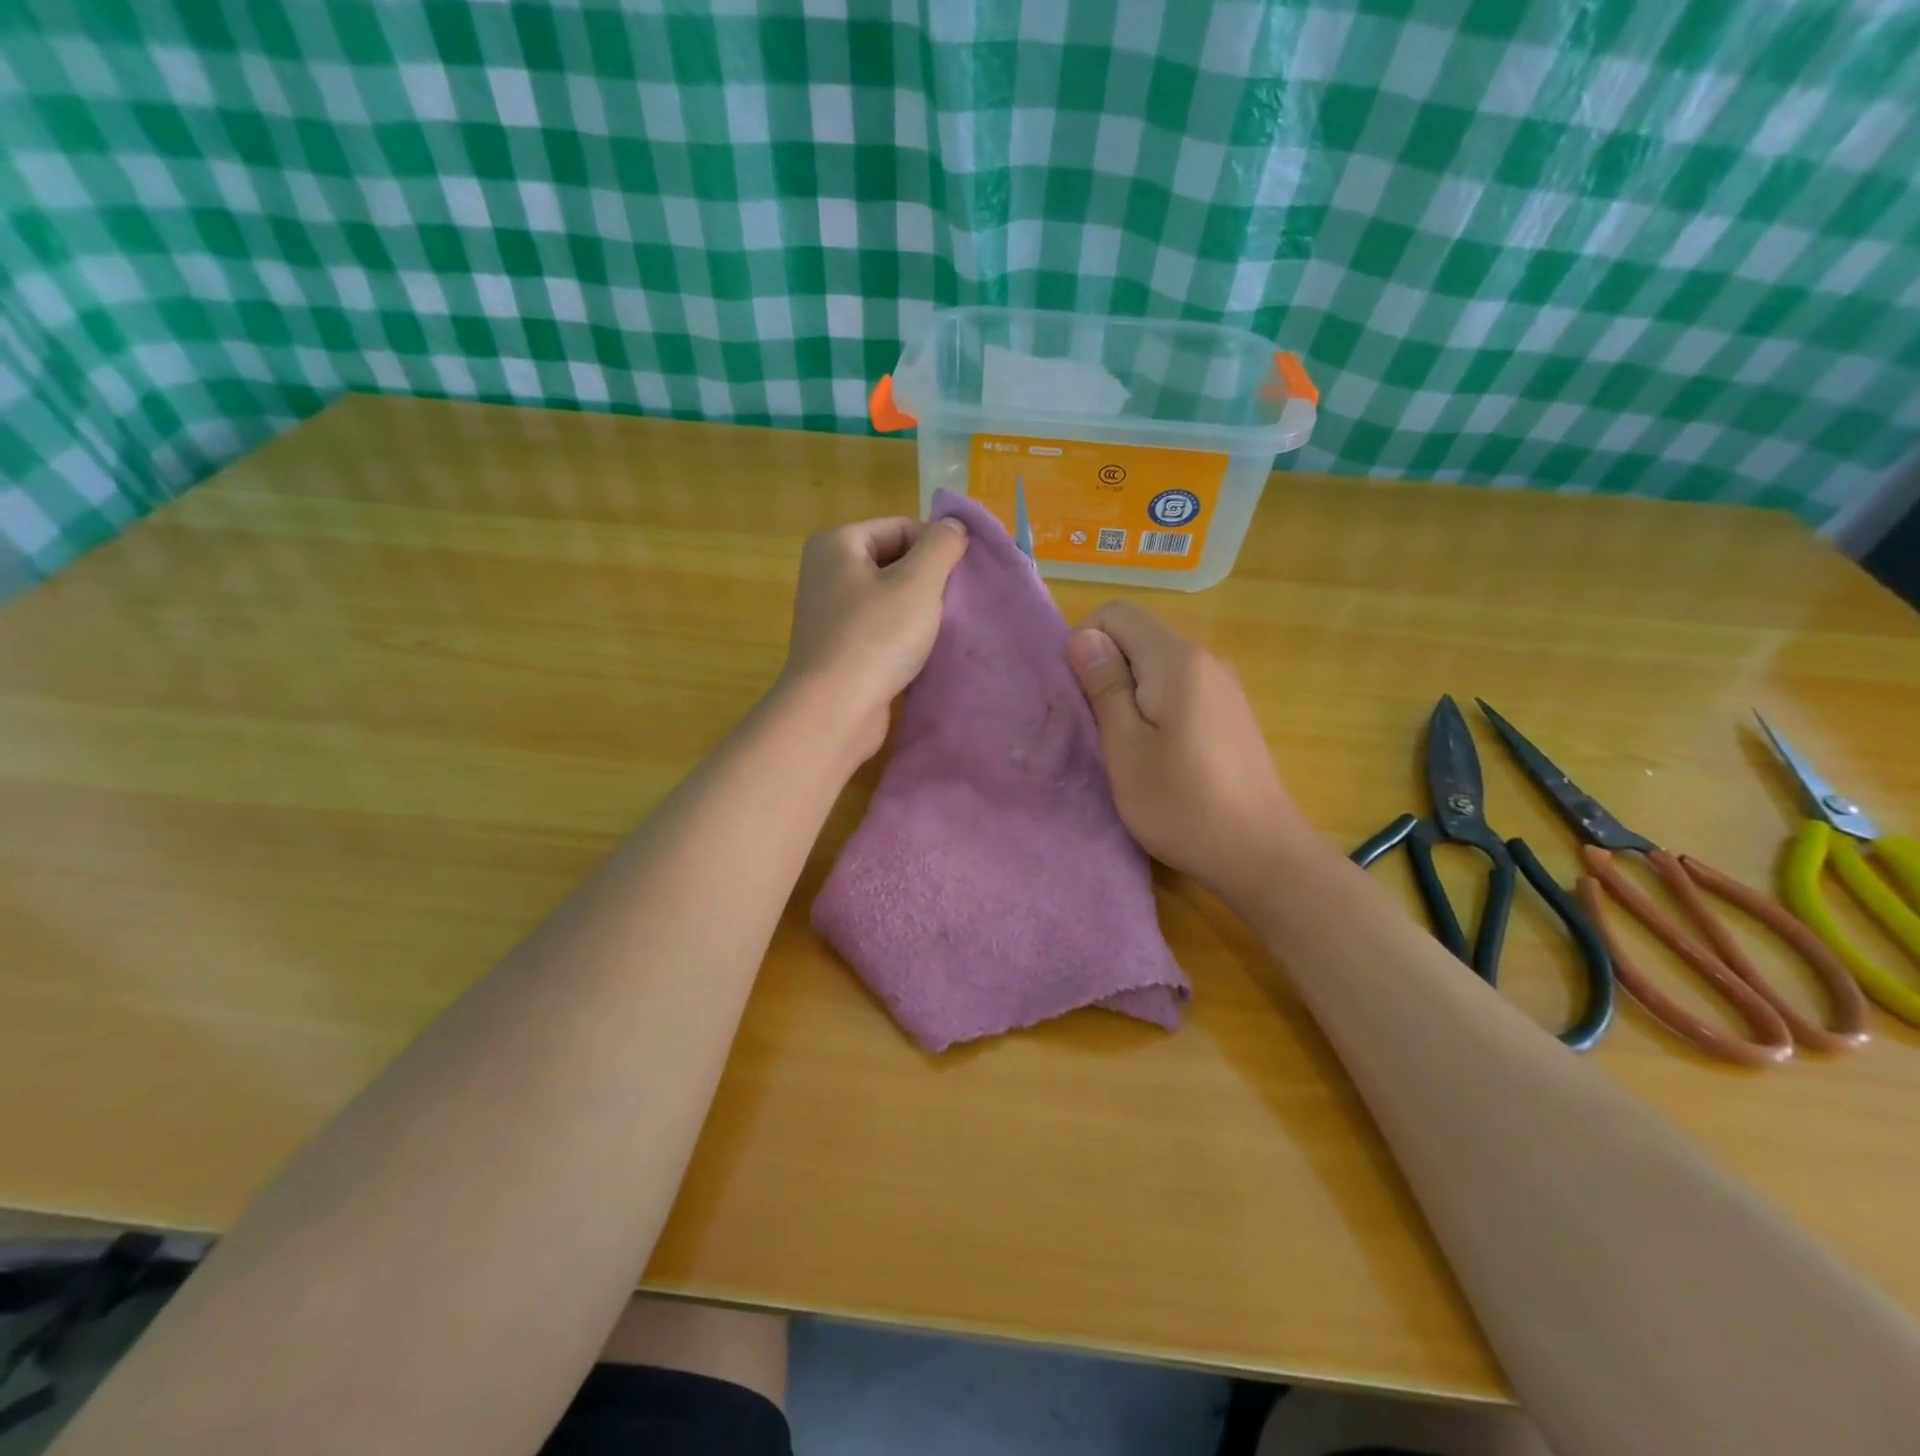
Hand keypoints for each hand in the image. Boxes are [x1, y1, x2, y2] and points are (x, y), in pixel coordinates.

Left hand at [779, 515, 969, 761]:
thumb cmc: (876, 638)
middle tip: (956, 604)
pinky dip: (904, 636)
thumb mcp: (918, 582)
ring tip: (944, 628)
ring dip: (920, 611)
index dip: (936, 547)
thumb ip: (942, 546)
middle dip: (928, 580)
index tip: (962, 577)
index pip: (901, 527)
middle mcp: (827, 573)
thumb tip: (954, 526)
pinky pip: (881, 629)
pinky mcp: (839, 649)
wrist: (834, 710)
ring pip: (890, 598)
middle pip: (894, 561)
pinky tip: (924, 652)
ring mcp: (831, 613)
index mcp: (837, 544)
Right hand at [1067, 600, 1307, 905]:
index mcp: (1177, 660)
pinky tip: (1158, 752)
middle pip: (1138, 636)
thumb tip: (1083, 636)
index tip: (1078, 694)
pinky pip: (1179, 688)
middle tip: (1095, 727)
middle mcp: (1205, 659)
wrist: (1260, 853)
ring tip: (1123, 745)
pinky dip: (1155, 707)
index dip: (1085, 642)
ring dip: (1129, 692)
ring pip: (1157, 665)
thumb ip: (1104, 685)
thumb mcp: (1125, 748)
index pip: (1116, 613)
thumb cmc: (1181, 804)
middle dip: (1106, 670)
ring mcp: (1223, 685)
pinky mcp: (1230, 712)